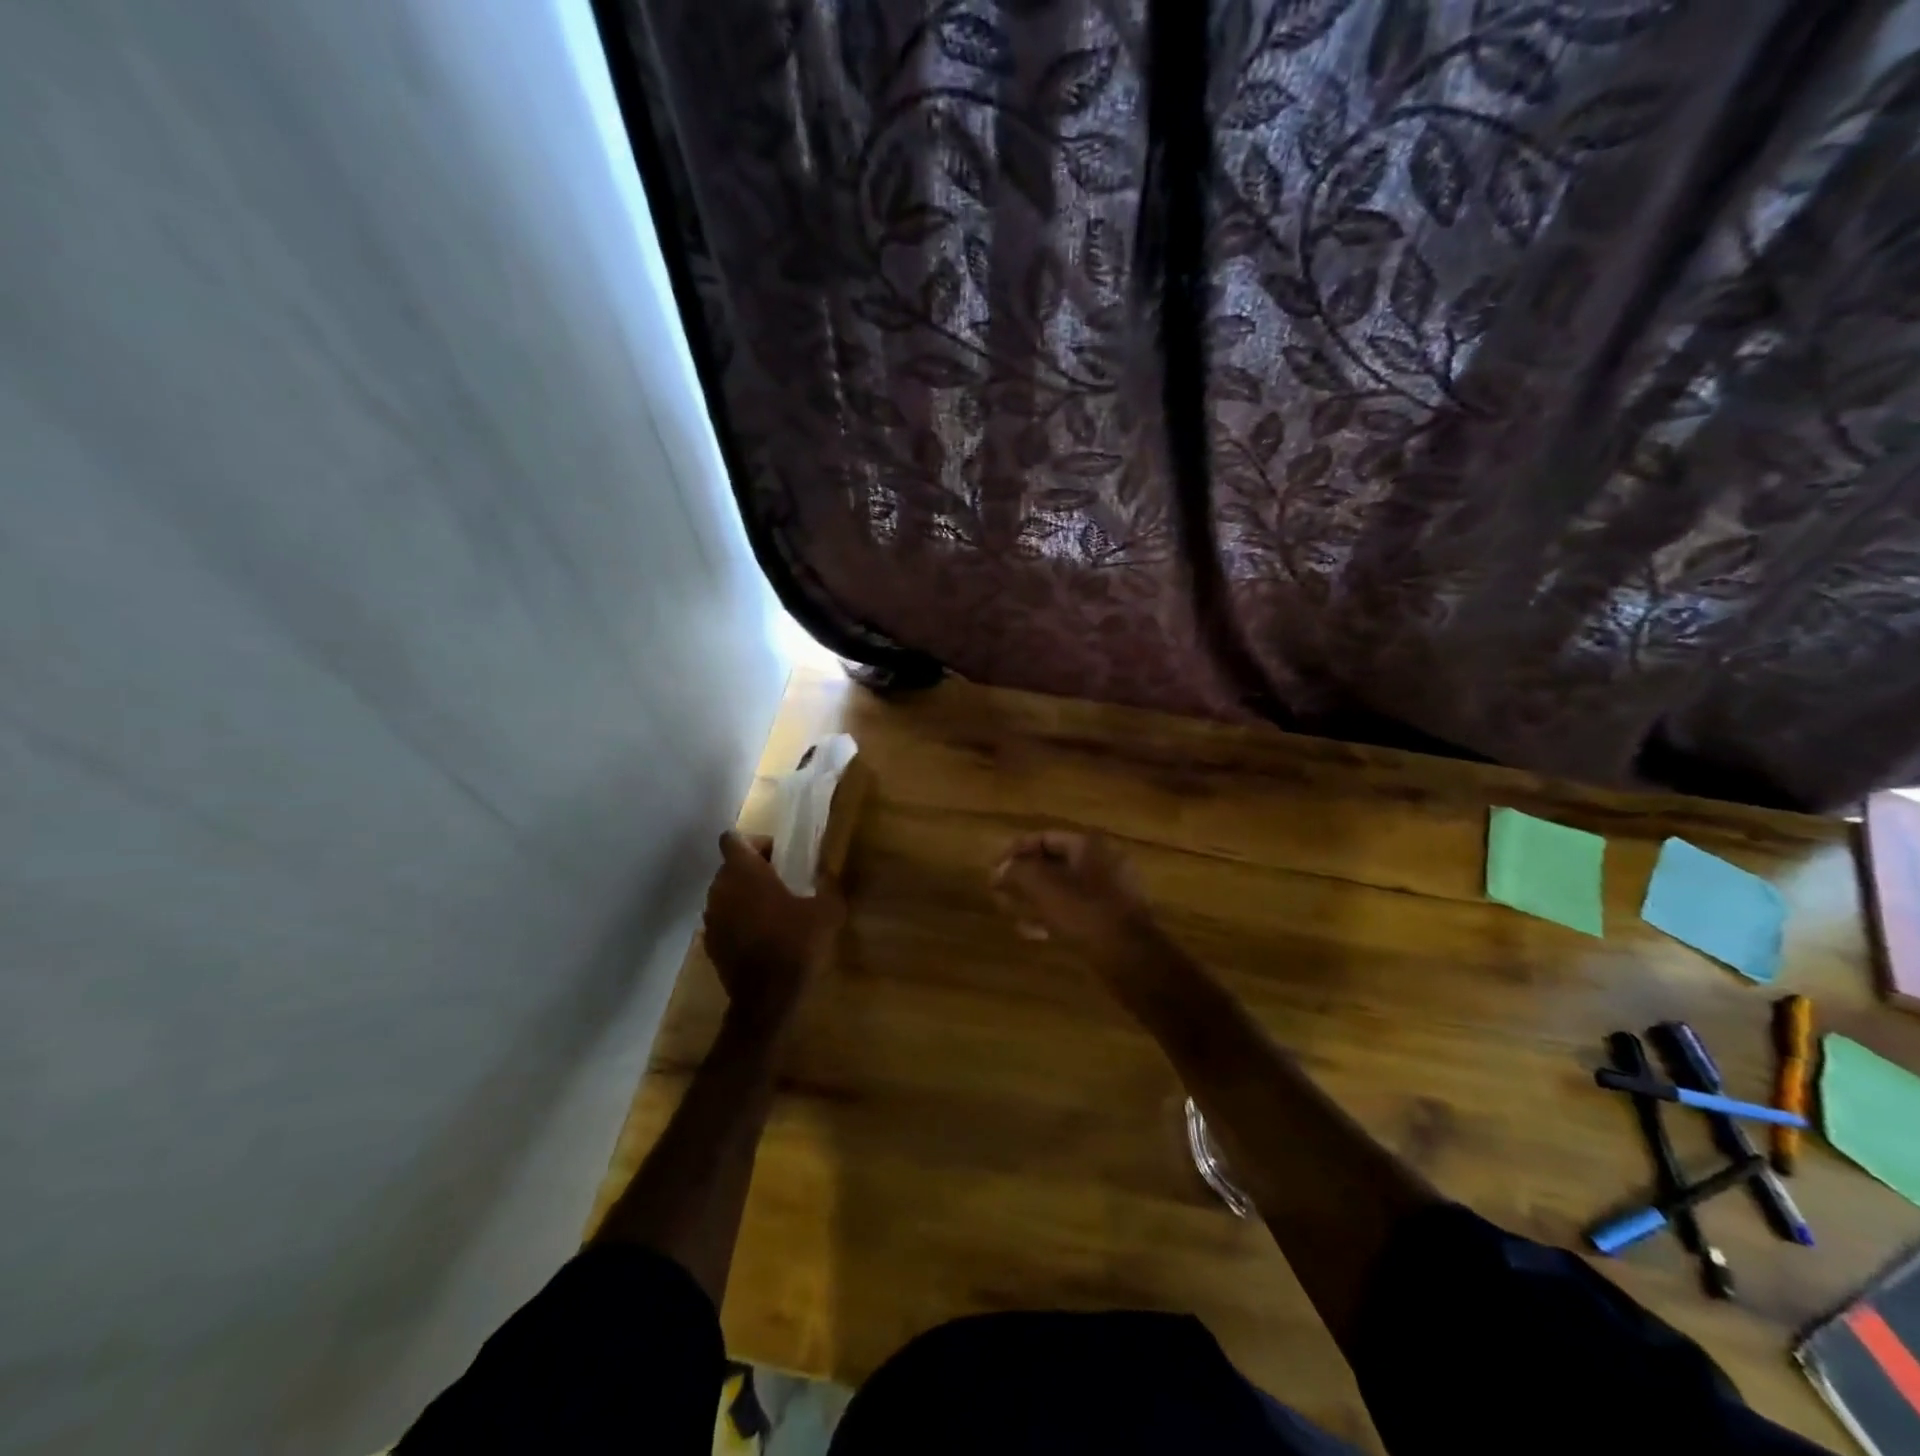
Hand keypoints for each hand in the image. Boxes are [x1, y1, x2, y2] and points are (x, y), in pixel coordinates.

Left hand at [703, 831, 844, 1035]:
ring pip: (725, 892)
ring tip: (773, 911)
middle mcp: (720, 889)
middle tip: (783, 882)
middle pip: (730, 865)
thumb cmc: (796, 945)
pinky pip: (723, 918)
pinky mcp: (710, 943)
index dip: (755, 842)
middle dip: (753, 868)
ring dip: (745, 894)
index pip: (733, 839)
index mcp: (745, 873)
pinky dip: (738, 919)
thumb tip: (827, 874)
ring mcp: (711, 918)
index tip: (778, 856)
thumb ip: (828, 885)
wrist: (767, 999)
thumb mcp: (827, 911)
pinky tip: (763, 936)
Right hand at [990, 831, 1156, 956]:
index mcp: (1089, 847)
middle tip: (997, 887)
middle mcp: (1101, 863)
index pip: (1044, 838)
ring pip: (1062, 889)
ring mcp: (1108, 893)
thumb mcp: (1045, 888)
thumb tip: (1000, 869)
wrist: (1130, 959)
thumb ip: (1019, 871)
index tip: (993, 867)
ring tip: (1005, 907)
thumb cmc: (1085, 915)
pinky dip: (1049, 915)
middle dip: (1023, 874)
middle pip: (1053, 863)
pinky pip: (1072, 910)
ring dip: (1033, 896)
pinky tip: (1029, 931)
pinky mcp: (1108, 920)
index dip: (1015, 850)